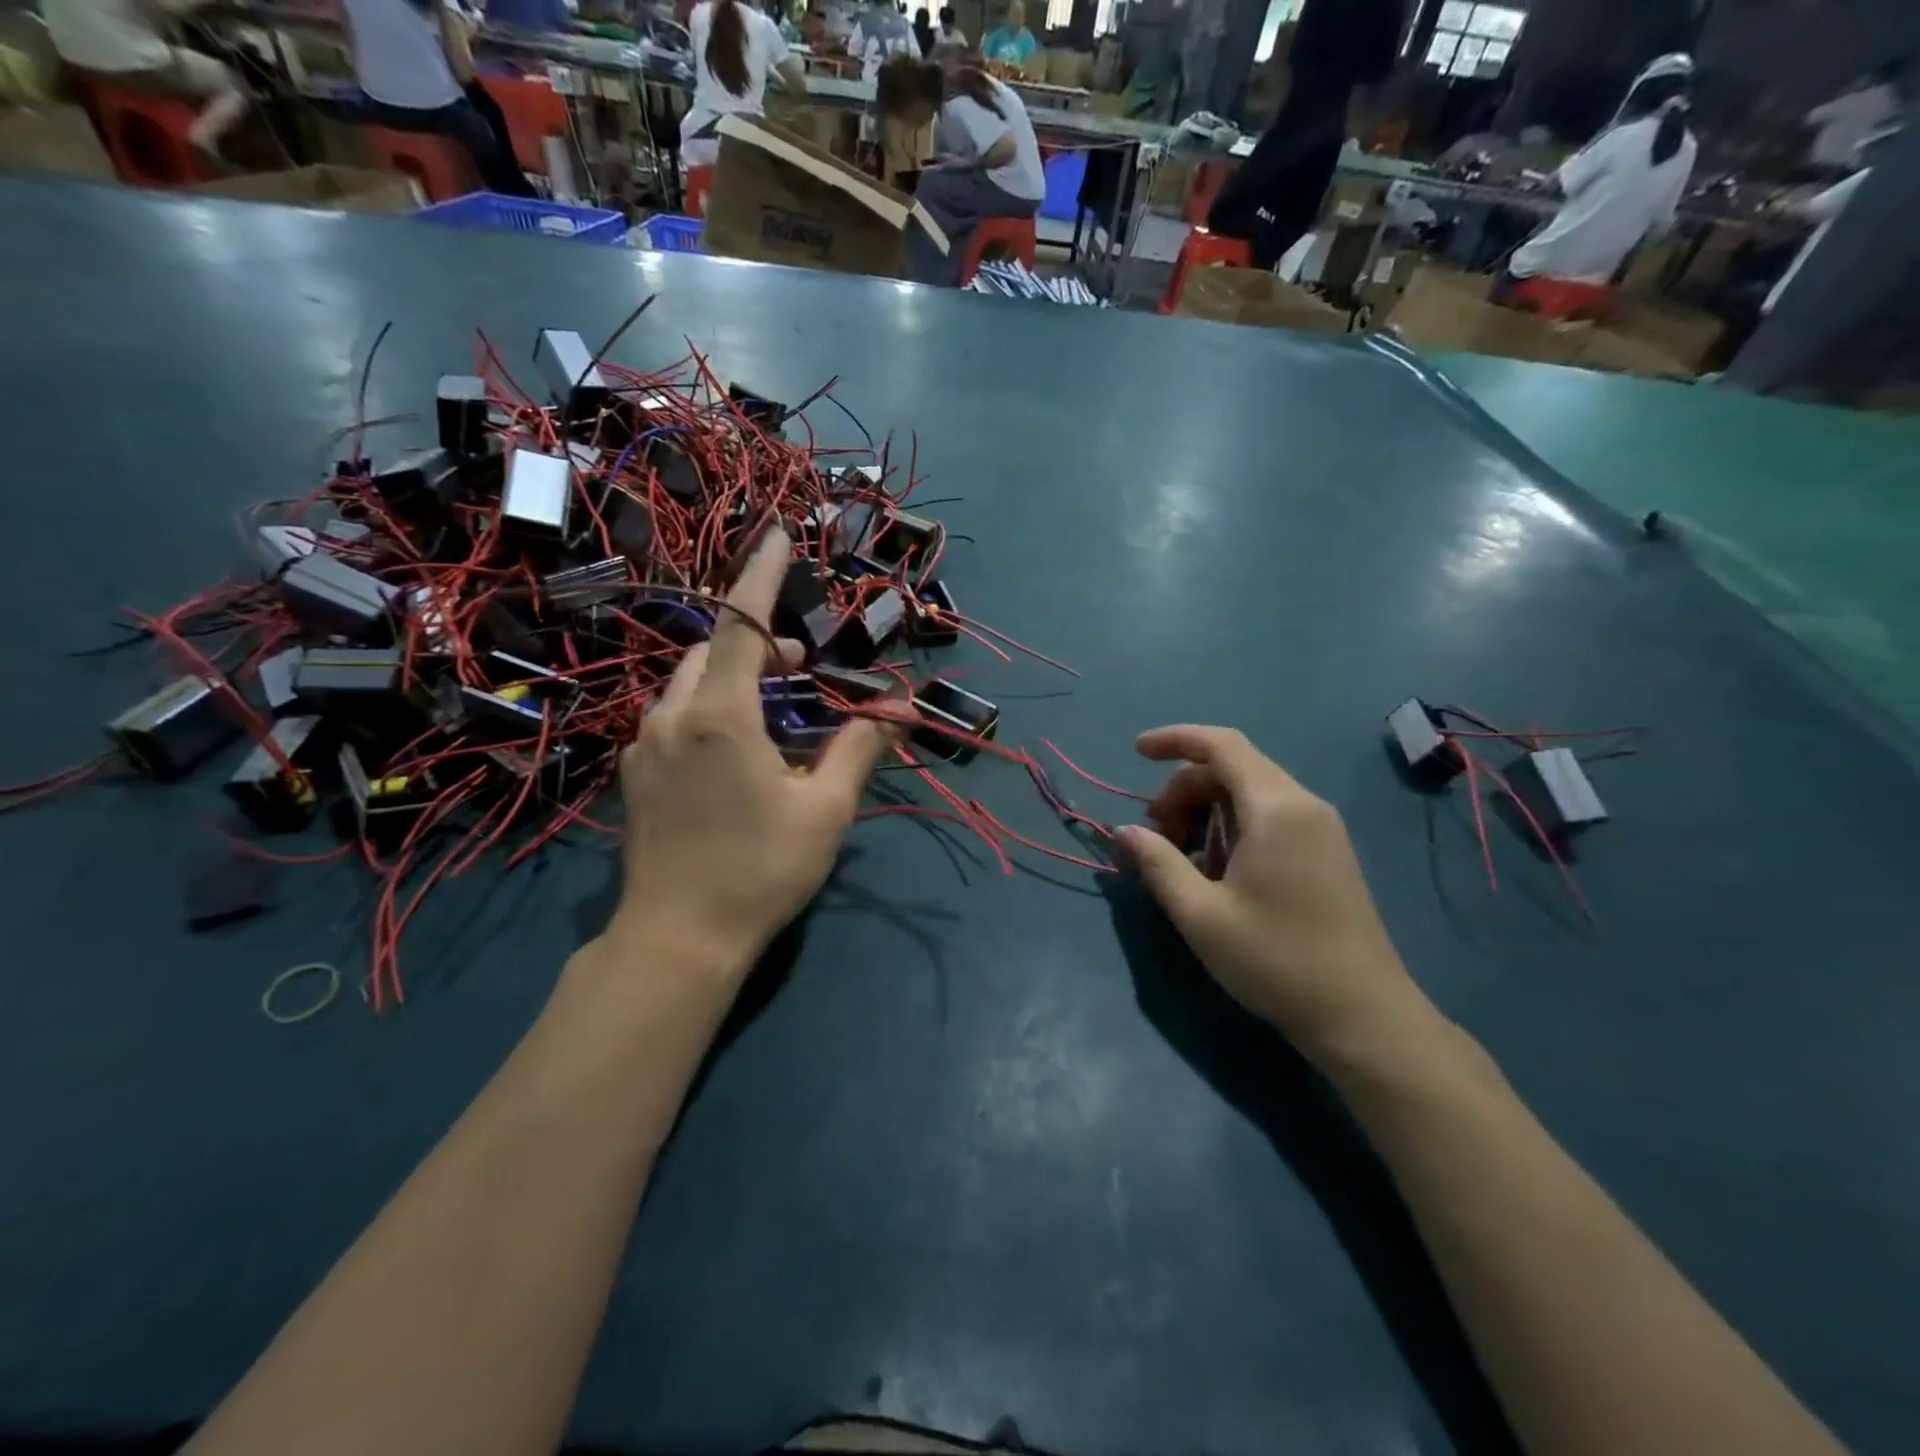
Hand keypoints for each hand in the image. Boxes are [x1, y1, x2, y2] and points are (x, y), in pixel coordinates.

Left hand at [608, 529, 891, 981]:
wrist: (677, 940)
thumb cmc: (759, 871)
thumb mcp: (824, 810)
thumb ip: (858, 751)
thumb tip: (896, 713)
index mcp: (720, 716)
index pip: (741, 623)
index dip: (762, 575)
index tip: (778, 535)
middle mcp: (672, 717)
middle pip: (714, 650)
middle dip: (761, 643)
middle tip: (804, 668)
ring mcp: (646, 746)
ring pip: (690, 684)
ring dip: (734, 677)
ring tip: (776, 709)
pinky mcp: (636, 775)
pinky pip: (675, 717)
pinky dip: (710, 709)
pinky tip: (736, 750)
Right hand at [1115, 725, 1434, 1065]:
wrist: (1363, 1015)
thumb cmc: (1277, 960)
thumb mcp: (1202, 915)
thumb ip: (1158, 864)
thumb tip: (1123, 832)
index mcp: (1276, 808)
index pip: (1221, 745)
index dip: (1174, 739)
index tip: (1135, 752)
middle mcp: (1303, 805)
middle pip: (1231, 768)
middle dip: (1183, 788)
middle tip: (1155, 834)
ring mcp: (1320, 828)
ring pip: (1249, 792)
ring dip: (1205, 809)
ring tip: (1180, 856)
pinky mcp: (1326, 852)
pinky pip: (1268, 816)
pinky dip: (1231, 826)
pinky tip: (1215, 869)